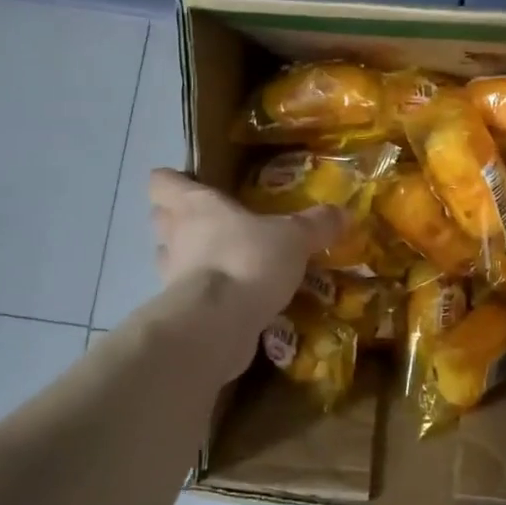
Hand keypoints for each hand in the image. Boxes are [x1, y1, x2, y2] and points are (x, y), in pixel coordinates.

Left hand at [148, 169, 348, 383]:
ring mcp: (171, 276)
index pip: (163, 182)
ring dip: (190, 258)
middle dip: (181, 219)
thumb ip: (317, 224)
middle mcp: (174, 236)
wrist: (218, 324)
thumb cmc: (248, 261)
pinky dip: (205, 294)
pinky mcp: (179, 311)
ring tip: (224, 260)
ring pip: (171, 257)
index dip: (174, 180)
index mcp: (195, 205)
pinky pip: (188, 294)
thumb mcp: (294, 238)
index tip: (196, 183)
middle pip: (161, 218)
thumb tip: (344, 212)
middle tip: (216, 223)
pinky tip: (233, 297)